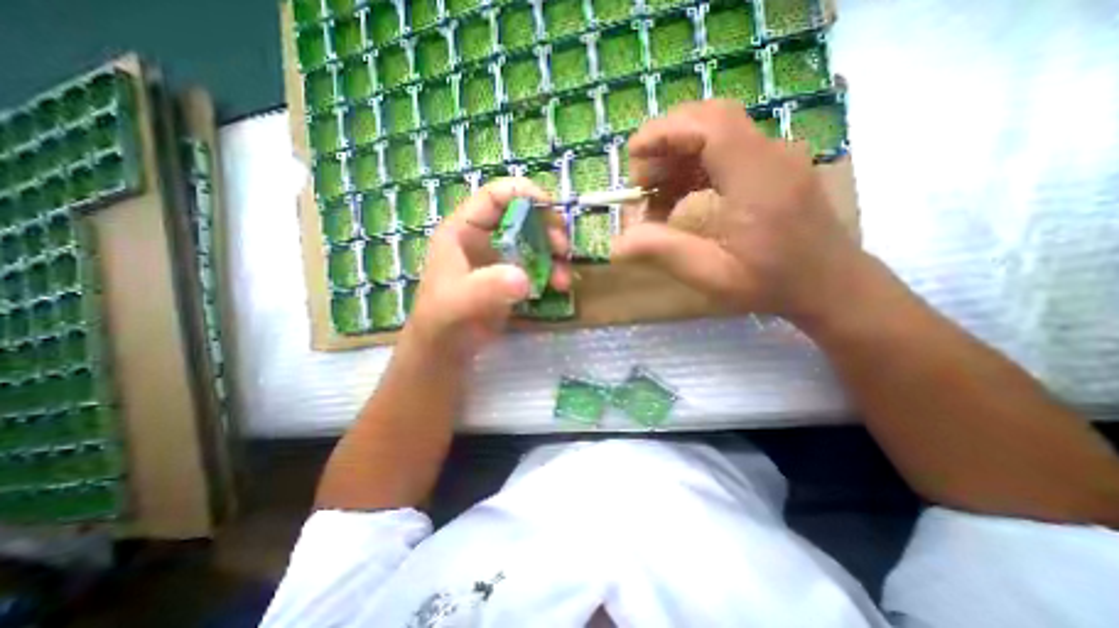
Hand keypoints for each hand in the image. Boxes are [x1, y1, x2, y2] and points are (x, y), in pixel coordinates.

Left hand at [406, 180, 570, 359]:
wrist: (447, 350)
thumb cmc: (443, 320)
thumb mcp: (459, 302)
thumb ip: (487, 288)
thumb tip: (524, 279)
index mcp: (463, 230)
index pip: (494, 196)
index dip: (523, 193)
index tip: (551, 209)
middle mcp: (484, 238)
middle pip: (522, 216)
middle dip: (548, 228)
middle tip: (563, 248)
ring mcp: (500, 258)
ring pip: (535, 241)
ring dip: (555, 255)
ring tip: (563, 279)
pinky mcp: (512, 276)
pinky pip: (538, 264)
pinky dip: (553, 272)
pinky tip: (559, 286)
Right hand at [616, 102, 858, 324]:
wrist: (829, 284)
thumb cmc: (771, 283)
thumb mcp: (712, 274)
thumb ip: (663, 252)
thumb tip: (617, 244)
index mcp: (757, 178)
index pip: (710, 125)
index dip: (665, 131)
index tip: (633, 155)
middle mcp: (770, 155)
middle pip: (711, 120)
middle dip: (666, 143)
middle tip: (641, 181)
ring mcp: (776, 157)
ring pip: (717, 133)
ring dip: (678, 156)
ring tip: (654, 193)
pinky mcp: (773, 166)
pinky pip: (727, 151)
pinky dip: (695, 166)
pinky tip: (680, 196)